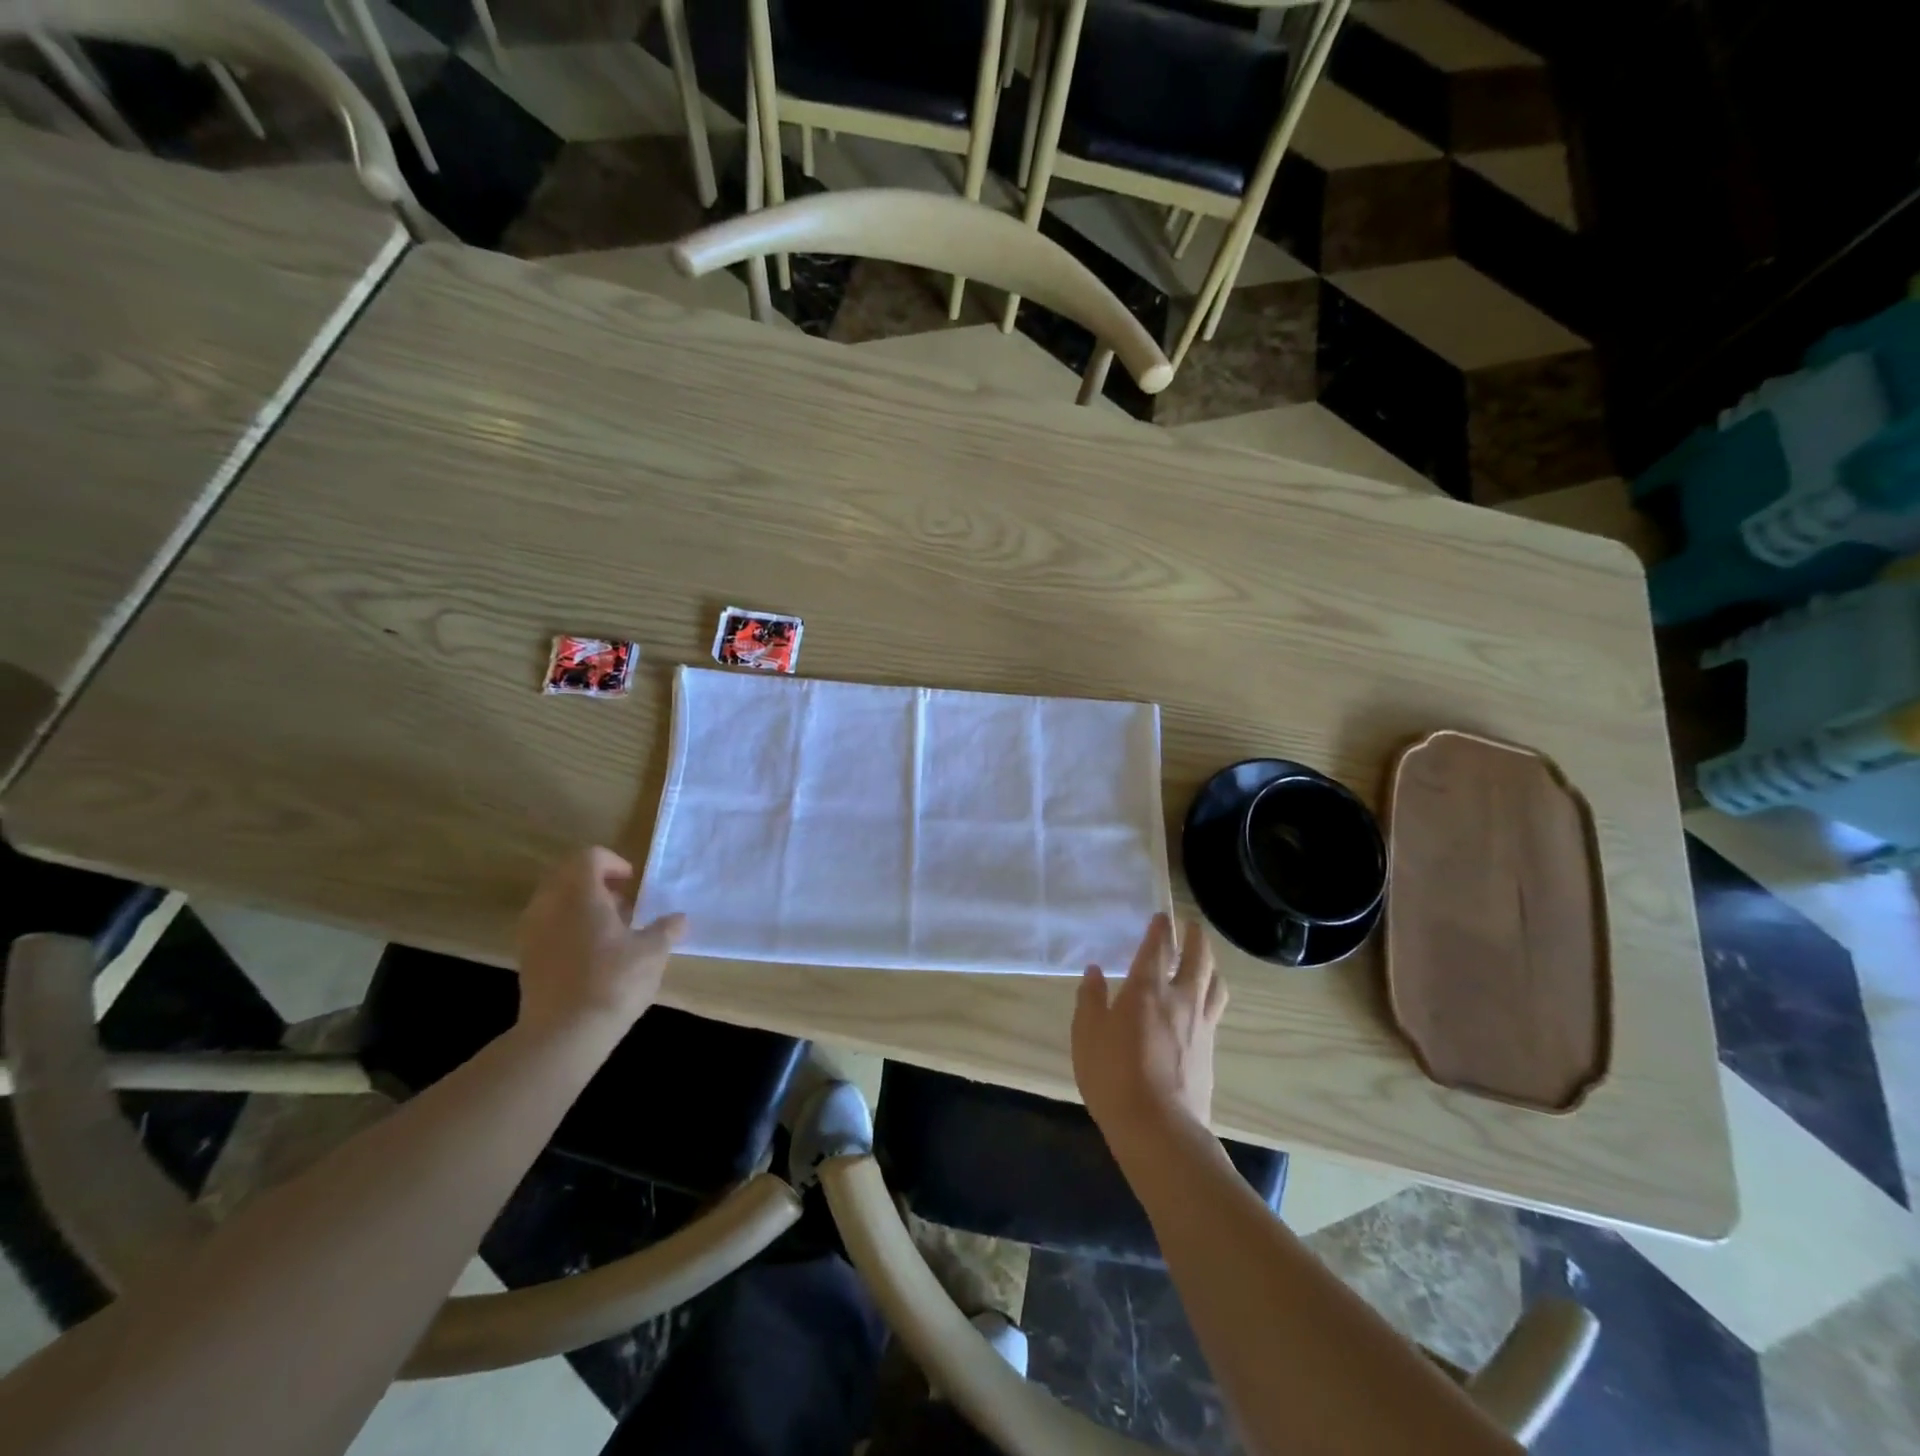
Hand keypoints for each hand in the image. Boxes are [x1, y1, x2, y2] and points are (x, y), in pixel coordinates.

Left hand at [515, 847, 685, 1034]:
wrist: (563, 1035)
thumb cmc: (613, 981)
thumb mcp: (653, 952)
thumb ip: (666, 929)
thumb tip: (679, 919)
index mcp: (579, 894)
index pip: (589, 857)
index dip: (613, 862)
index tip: (632, 883)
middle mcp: (549, 906)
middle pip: (567, 875)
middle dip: (596, 883)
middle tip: (623, 904)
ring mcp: (532, 933)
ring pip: (555, 902)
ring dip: (581, 906)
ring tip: (611, 930)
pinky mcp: (526, 959)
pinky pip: (547, 926)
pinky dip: (568, 927)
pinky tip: (593, 954)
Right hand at [1072, 914, 1227, 1142]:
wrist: (1160, 1129)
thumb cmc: (1114, 1077)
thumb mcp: (1087, 1036)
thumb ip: (1090, 1000)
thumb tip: (1095, 972)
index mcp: (1146, 989)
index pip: (1158, 947)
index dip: (1160, 929)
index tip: (1161, 916)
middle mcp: (1179, 998)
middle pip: (1198, 957)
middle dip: (1195, 937)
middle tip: (1191, 926)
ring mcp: (1201, 1024)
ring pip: (1215, 982)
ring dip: (1210, 964)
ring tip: (1204, 960)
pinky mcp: (1211, 1050)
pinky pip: (1215, 1009)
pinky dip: (1211, 994)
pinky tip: (1203, 1003)